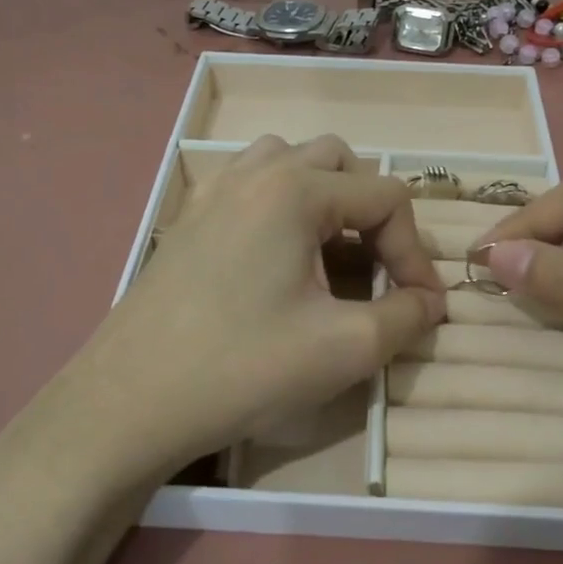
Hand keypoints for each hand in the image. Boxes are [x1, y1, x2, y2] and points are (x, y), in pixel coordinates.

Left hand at [52, 134, 445, 484]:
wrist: (130, 401)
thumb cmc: (242, 367)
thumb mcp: (344, 348)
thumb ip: (406, 316)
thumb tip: (432, 302)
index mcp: (295, 189)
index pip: (386, 196)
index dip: (415, 251)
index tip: (419, 306)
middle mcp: (254, 172)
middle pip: (339, 162)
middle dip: (372, 213)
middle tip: (376, 269)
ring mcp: (214, 191)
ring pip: (289, 163)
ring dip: (325, 197)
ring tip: (329, 251)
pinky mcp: (188, 218)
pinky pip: (249, 185)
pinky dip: (281, 205)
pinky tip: (277, 258)